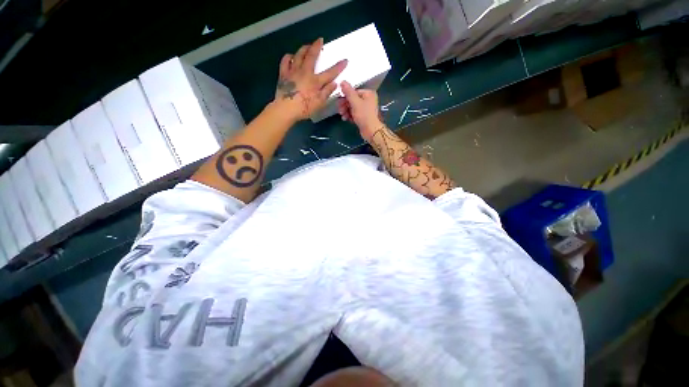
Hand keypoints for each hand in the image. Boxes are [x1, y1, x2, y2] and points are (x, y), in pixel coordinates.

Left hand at [274, 38, 347, 121]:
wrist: (286, 109)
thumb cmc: (304, 108)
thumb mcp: (319, 103)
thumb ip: (327, 92)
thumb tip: (334, 83)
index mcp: (315, 81)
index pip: (330, 73)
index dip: (338, 67)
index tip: (345, 60)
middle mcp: (305, 72)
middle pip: (311, 56)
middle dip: (317, 47)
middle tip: (320, 40)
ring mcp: (293, 71)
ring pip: (298, 55)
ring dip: (304, 48)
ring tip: (307, 46)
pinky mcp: (283, 74)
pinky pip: (285, 61)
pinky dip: (289, 57)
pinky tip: (291, 56)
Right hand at [337, 81, 383, 141]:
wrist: (371, 131)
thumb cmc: (364, 115)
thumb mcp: (355, 102)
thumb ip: (348, 92)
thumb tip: (342, 81)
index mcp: (368, 93)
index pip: (354, 92)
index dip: (345, 97)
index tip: (339, 102)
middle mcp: (368, 100)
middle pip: (353, 100)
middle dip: (345, 105)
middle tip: (340, 110)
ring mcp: (366, 109)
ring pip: (353, 107)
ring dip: (346, 111)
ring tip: (343, 116)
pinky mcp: (364, 117)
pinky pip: (355, 114)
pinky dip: (350, 116)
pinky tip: (346, 119)